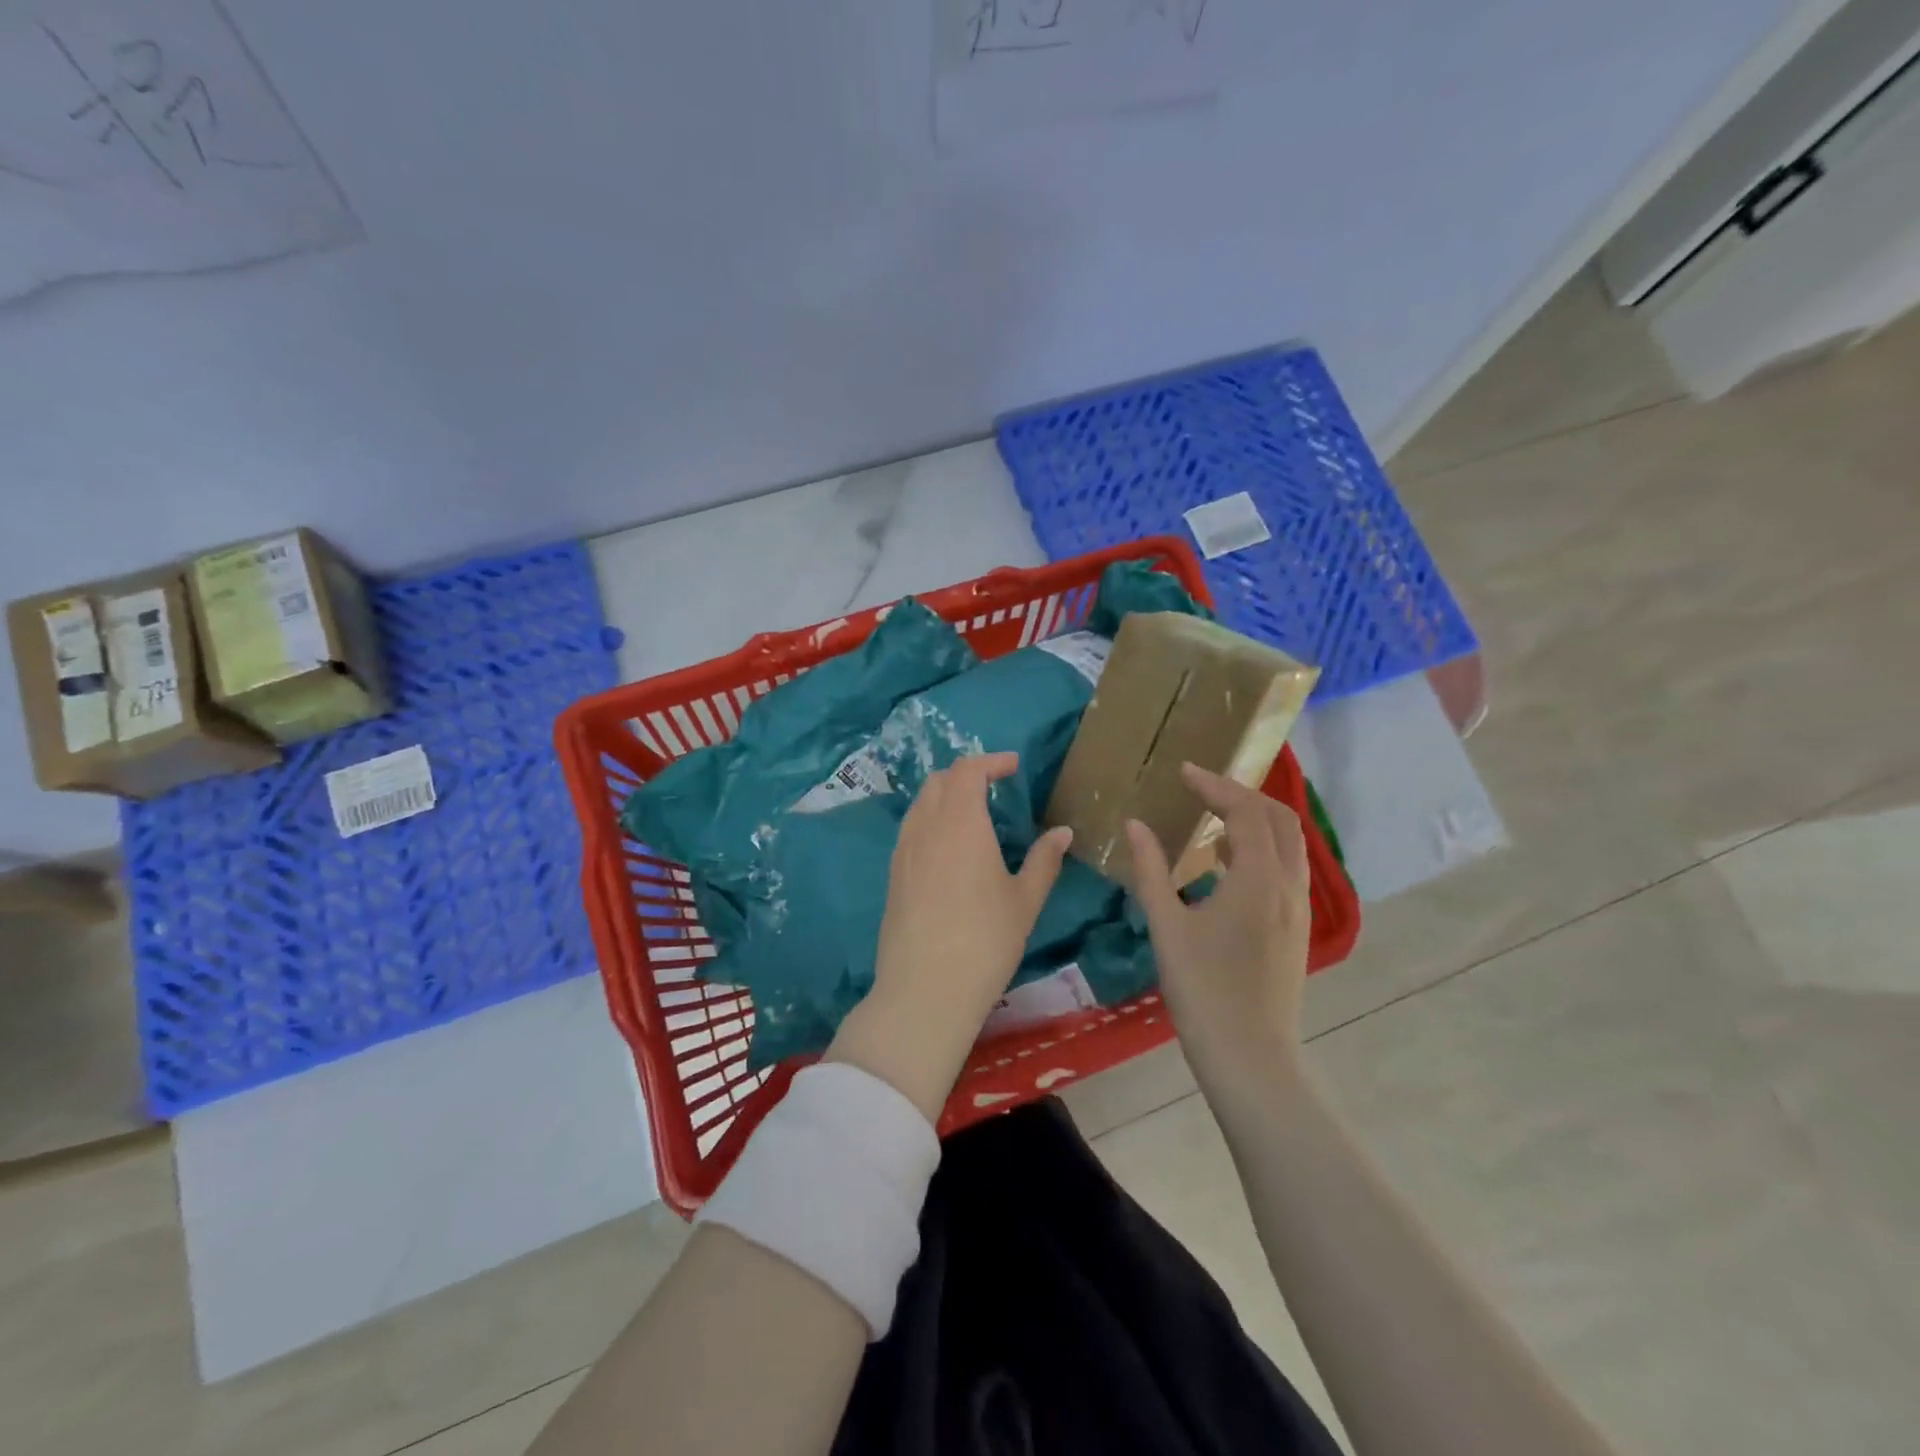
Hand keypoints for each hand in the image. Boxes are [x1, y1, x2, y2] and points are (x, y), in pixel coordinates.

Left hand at [827, 753, 1071, 1121]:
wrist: (924, 989)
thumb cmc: (985, 941)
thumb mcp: (1024, 901)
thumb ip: (1044, 860)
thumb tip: (1062, 832)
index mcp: (961, 822)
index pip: (968, 770)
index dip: (991, 762)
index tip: (1014, 767)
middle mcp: (926, 827)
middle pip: (939, 781)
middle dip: (967, 775)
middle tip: (994, 788)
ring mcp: (903, 851)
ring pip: (921, 804)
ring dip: (946, 797)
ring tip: (973, 816)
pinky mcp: (893, 875)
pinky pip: (911, 830)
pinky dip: (931, 821)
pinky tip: (949, 850)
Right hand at [1126, 763, 1311, 1100]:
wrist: (1250, 1055)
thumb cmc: (1203, 990)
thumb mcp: (1167, 926)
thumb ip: (1150, 869)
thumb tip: (1135, 824)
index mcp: (1258, 879)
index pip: (1245, 811)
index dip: (1214, 785)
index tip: (1182, 771)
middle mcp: (1288, 885)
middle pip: (1278, 818)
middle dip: (1241, 794)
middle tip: (1200, 787)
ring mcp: (1298, 908)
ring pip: (1288, 843)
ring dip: (1254, 819)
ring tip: (1212, 816)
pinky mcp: (1295, 928)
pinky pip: (1285, 867)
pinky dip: (1260, 847)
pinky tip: (1225, 862)